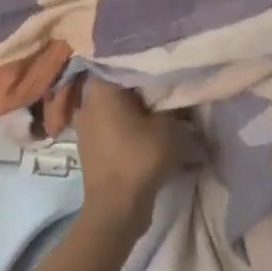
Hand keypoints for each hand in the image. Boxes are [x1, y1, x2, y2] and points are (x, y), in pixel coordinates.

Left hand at [73, 78, 183, 241]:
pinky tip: (155, 135)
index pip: (124, 62)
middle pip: (123, 87)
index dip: (148, 62)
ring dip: (142, 111)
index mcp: (101, 89)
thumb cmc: (140, 158)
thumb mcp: (170, 127)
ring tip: (169, 112)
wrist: (116, 208)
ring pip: (121, 109)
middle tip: (174, 87)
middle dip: (147, 89)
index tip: (169, 64)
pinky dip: (135, 130)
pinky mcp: (94, 148)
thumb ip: (177, 107)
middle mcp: (88, 103)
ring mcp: (88, 128)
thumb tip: (183, 99)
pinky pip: (117, 129)